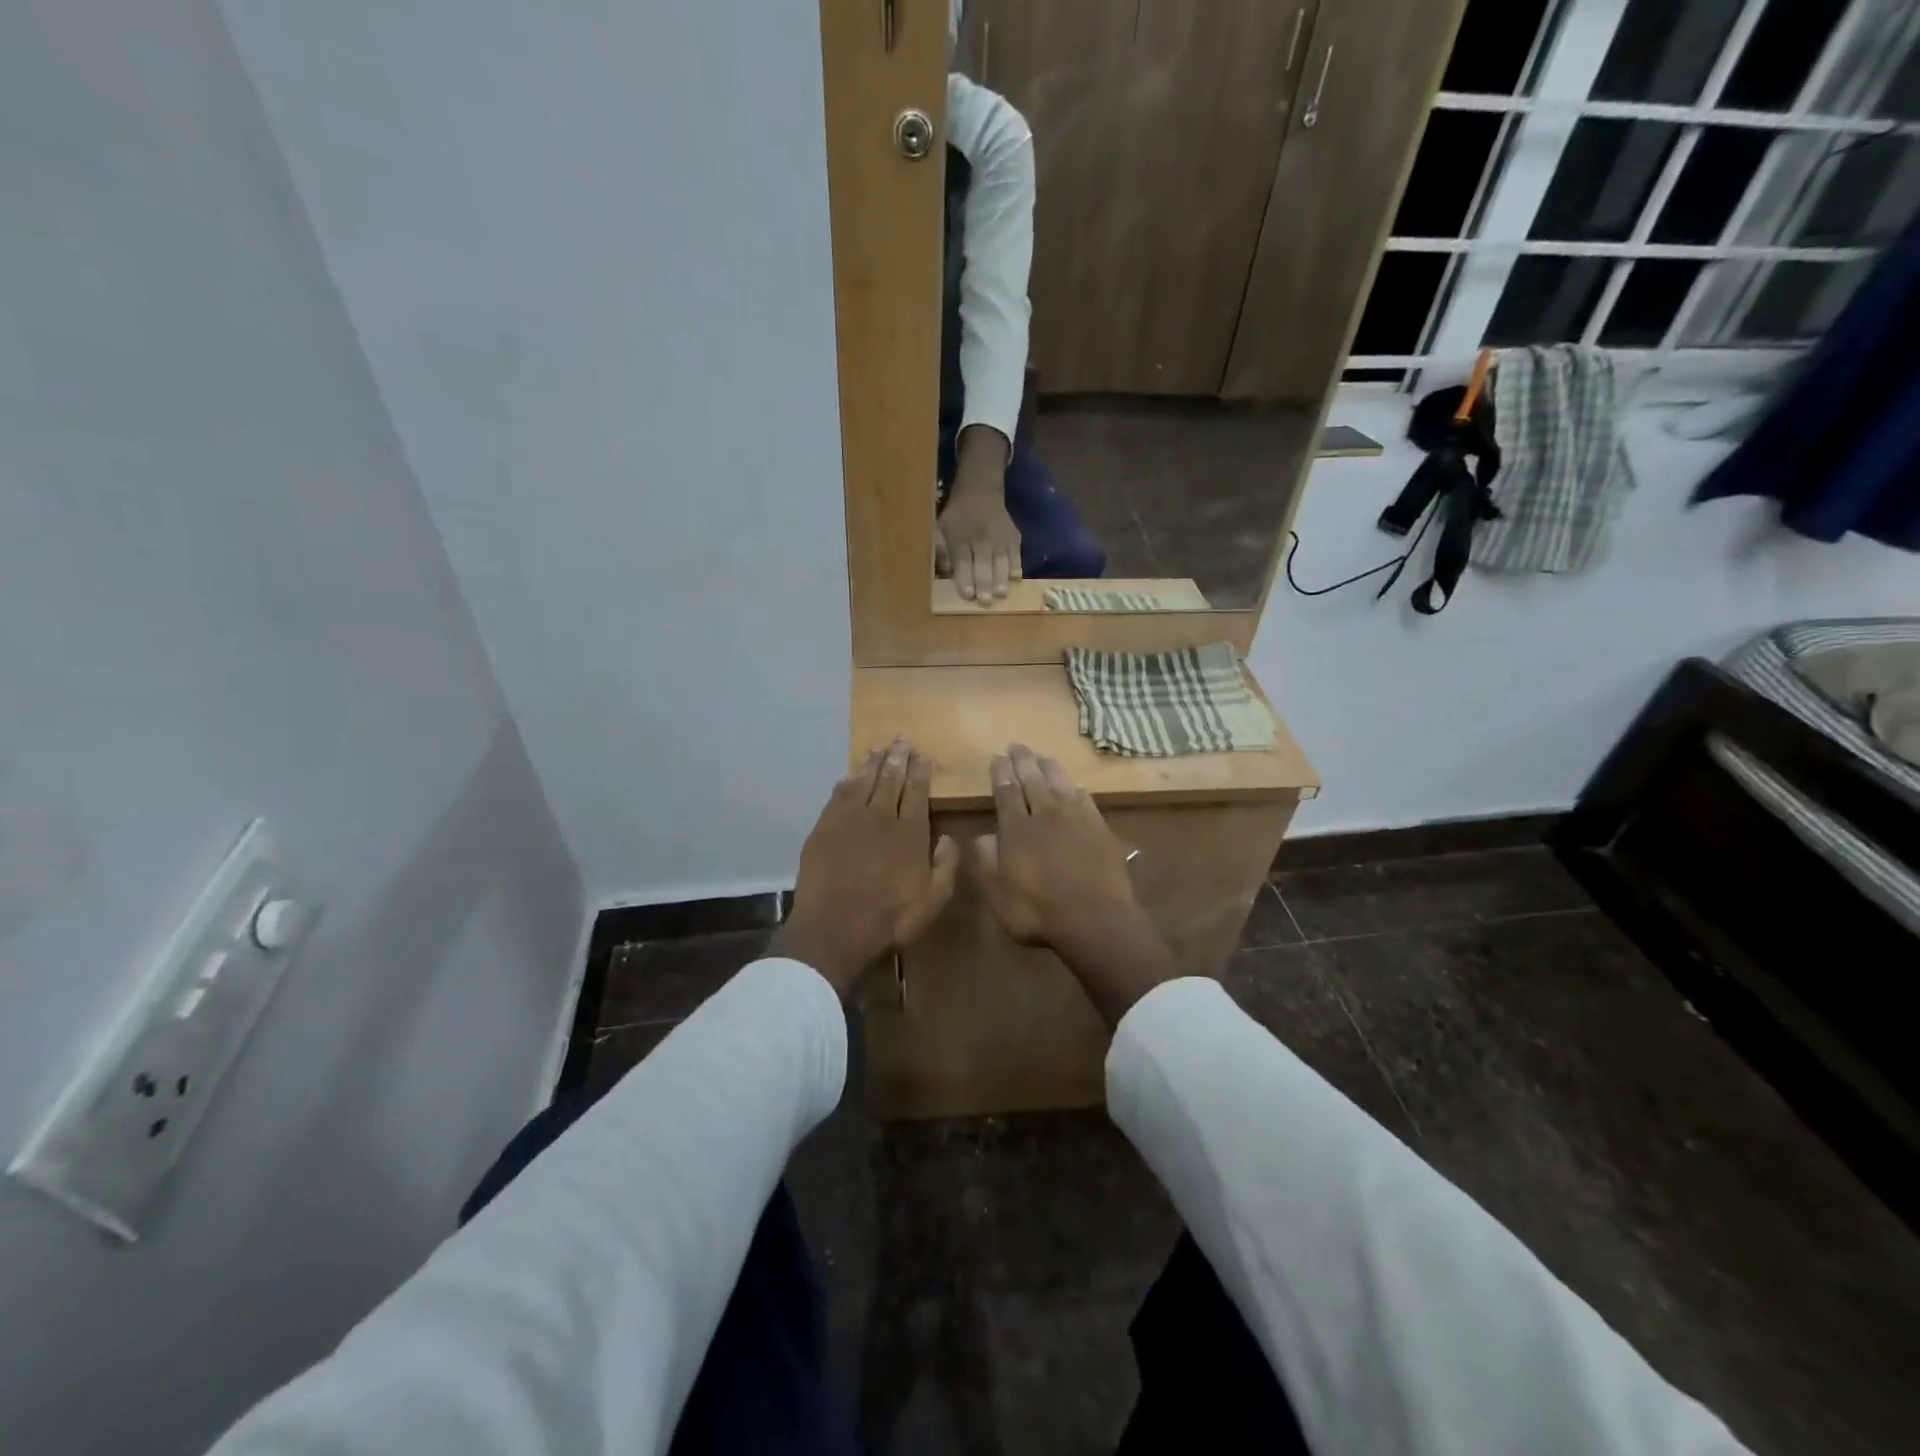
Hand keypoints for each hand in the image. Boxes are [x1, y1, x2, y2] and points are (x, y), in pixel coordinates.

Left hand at [770, 740, 959, 997]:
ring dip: (872, 763)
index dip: (920, 771)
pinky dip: (847, 781)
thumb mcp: (933, 900)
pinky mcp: (824, 828)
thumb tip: (950, 835)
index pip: (917, 791)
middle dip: (897, 758)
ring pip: (863, 781)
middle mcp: (881, 817)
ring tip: (878, 749)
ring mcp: (849, 820)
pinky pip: (838, 795)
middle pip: (890, 779)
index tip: (922, 755)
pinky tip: (850, 774)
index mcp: (910, 832)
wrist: (835, 928)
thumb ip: (946, 865)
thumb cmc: (890, 918)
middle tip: (901, 740)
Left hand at [936, 428, 1021, 602]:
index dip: (965, 578)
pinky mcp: (1013, 536)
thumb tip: (946, 573)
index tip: (968, 595)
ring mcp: (999, 536)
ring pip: (1001, 560)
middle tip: (985, 602)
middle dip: (984, 584)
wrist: (980, 490)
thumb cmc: (957, 515)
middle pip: (983, 563)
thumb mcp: (940, 528)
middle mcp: (981, 537)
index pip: (962, 560)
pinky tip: (1015, 579)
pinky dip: (1016, 566)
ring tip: (1001, 595)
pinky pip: (1016, 553)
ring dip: (1001, 579)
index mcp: (959, 537)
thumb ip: (941, 551)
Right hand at [973, 744, 1176, 1026]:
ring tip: (1042, 756)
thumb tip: (981, 835)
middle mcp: (1046, 815)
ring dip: (1049, 769)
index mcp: (1017, 829)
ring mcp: (1076, 820)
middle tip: (1017, 745)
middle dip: (1023, 762)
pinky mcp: (1100, 829)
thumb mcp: (998, 893)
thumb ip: (986, 861)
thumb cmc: (1038, 911)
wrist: (1095, 919)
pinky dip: (1076, 789)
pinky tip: (1074, 786)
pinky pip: (1086, 800)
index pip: (1006, 792)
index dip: (1001, 773)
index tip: (997, 756)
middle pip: (1033, 781)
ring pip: (1060, 785)